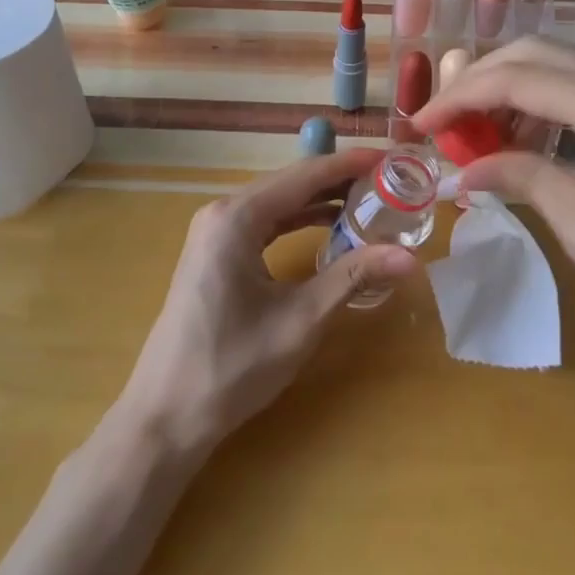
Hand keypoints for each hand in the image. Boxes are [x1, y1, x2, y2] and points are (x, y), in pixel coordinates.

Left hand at [118, 148, 418, 454]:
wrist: (165, 417)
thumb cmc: (232, 366)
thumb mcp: (300, 320)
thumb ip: (353, 277)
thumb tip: (409, 257)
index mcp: (237, 217)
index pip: (305, 175)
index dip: (350, 164)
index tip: (391, 157)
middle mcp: (223, 212)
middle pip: (291, 183)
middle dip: (340, 180)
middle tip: (388, 182)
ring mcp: (215, 232)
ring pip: (278, 202)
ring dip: (321, 200)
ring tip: (370, 202)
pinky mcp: (215, 253)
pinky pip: (265, 223)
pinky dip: (298, 221)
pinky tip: (329, 228)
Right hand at [413, 38, 574, 364]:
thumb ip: (522, 180)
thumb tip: (465, 169)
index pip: (516, 78)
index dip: (459, 98)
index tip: (419, 125)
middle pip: (535, 54)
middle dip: (481, 80)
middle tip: (444, 120)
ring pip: (560, 67)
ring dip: (511, 89)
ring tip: (477, 134)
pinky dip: (544, 105)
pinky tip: (525, 140)